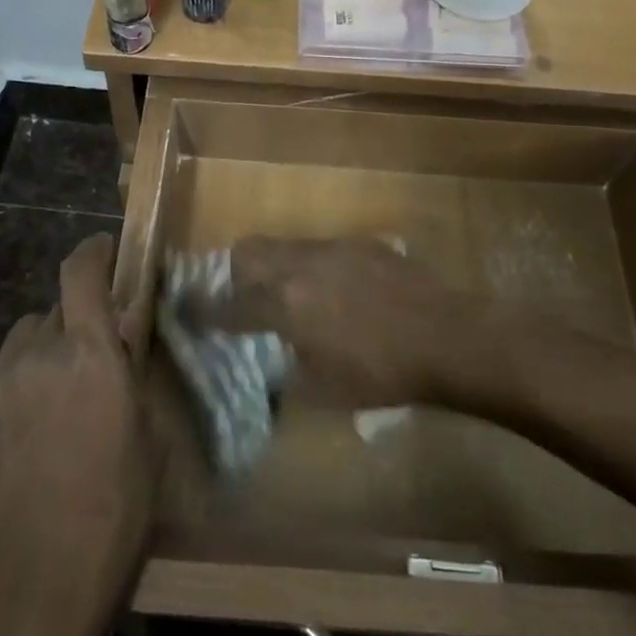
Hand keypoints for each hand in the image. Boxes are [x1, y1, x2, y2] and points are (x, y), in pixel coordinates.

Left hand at [0, 233, 156, 635]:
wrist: (28, 599)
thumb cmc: (111, 517)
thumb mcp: (147, 443)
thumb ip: (130, 382)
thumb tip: (121, 352)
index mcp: (88, 354)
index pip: (81, 273)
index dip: (93, 252)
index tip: (104, 250)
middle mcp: (35, 357)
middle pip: (50, 312)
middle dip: (73, 323)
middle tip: (91, 359)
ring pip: (21, 347)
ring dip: (42, 357)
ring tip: (57, 403)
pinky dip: (18, 395)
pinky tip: (28, 444)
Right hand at [206, 237, 484, 408]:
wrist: (447, 336)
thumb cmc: (383, 373)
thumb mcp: (326, 391)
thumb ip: (288, 376)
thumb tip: (273, 370)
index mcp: (285, 304)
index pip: (230, 305)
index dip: (204, 311)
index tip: (187, 312)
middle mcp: (301, 265)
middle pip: (249, 252)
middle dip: (234, 272)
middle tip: (240, 296)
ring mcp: (333, 248)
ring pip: (285, 245)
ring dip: (275, 266)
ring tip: (290, 293)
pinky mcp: (362, 243)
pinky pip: (322, 248)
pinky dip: (313, 265)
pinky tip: (336, 290)